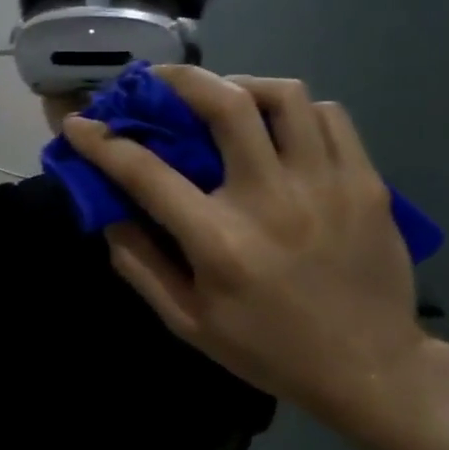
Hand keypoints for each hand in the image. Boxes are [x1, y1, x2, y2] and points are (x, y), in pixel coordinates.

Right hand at [59, 67, 427, 436]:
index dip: (102, 142)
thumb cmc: (267, 348)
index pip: (146, 172)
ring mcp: (327, 185)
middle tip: (160, 79)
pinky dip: (295, 110)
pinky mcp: (366, 183)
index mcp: (220, 242)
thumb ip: (139, 264)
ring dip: (241, 86)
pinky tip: (279, 128)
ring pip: (284, 96)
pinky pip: (329, 116)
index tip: (79, 125)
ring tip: (225, 98)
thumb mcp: (187, 322)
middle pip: (225, 104)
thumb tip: (108, 211)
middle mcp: (272, 200)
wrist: (370, 370)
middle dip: (180, 79)